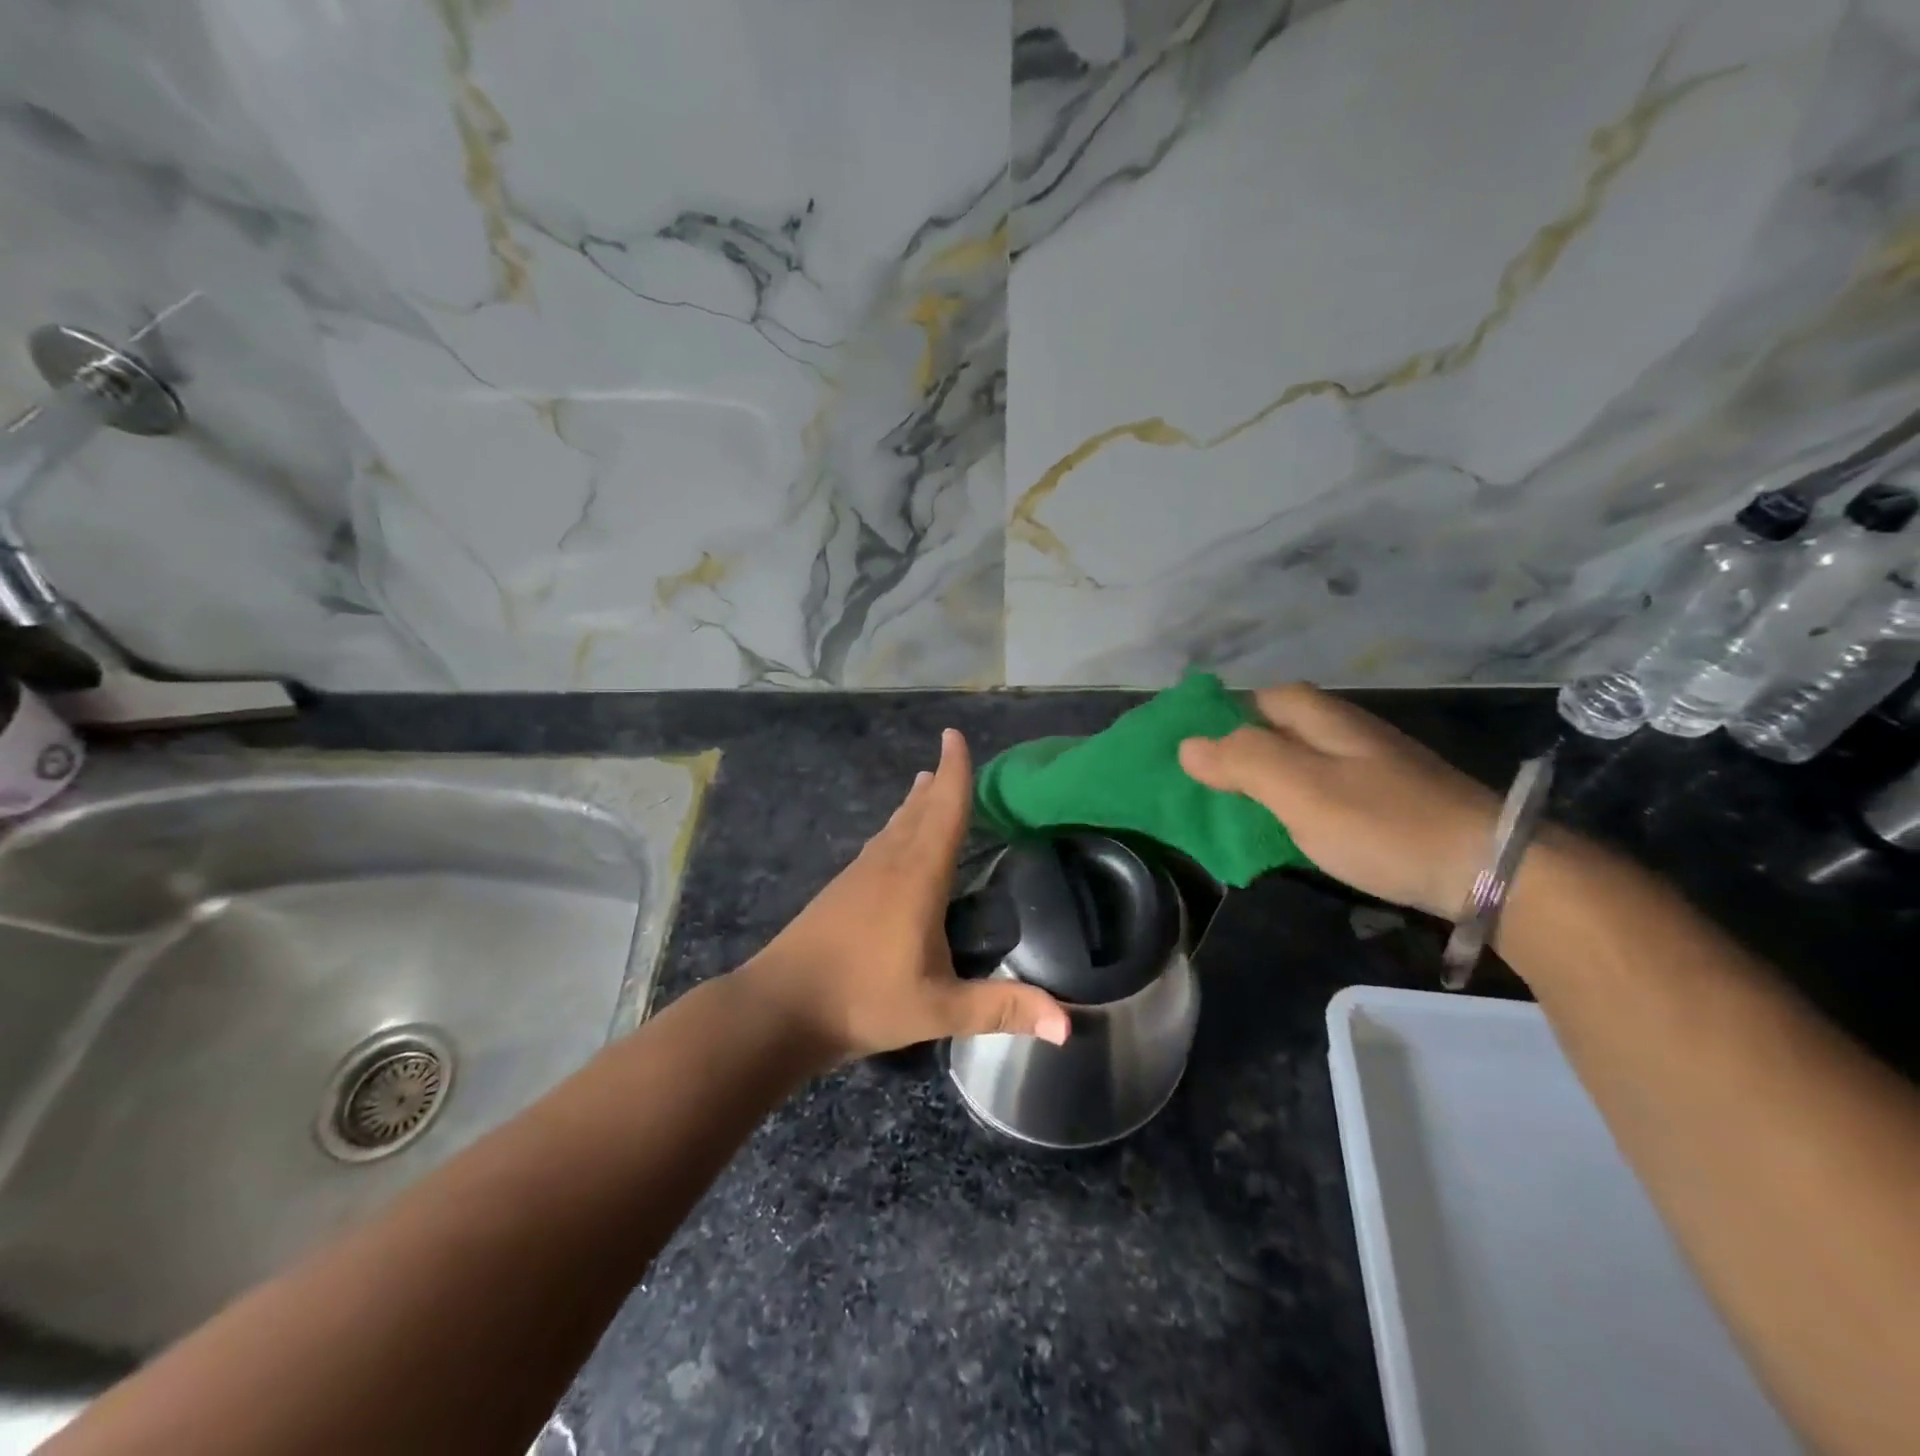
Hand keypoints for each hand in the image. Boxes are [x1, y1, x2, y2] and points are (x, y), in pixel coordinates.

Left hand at [741, 728, 1070, 1065]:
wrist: (780, 1007)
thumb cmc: (864, 1000)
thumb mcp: (940, 1008)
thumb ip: (1002, 1008)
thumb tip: (1069, 1026)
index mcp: (918, 876)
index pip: (945, 811)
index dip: (954, 772)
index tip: (953, 735)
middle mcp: (888, 863)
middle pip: (919, 811)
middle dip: (937, 782)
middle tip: (949, 755)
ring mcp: (859, 875)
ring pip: (894, 826)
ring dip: (914, 804)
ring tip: (924, 784)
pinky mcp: (840, 891)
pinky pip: (878, 845)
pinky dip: (895, 829)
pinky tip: (891, 842)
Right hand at [1177, 683, 1500, 917]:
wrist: (1488, 868)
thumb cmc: (1382, 822)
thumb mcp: (1300, 789)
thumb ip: (1242, 762)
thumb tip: (1187, 745)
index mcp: (1325, 719)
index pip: (1263, 698)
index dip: (1226, 715)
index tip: (1194, 748)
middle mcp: (1348, 734)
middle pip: (1281, 729)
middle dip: (1243, 750)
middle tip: (1209, 785)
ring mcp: (1372, 769)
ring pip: (1302, 762)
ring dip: (1267, 780)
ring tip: (1237, 810)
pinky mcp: (1387, 803)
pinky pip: (1324, 792)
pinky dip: (1296, 804)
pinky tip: (1290, 829)